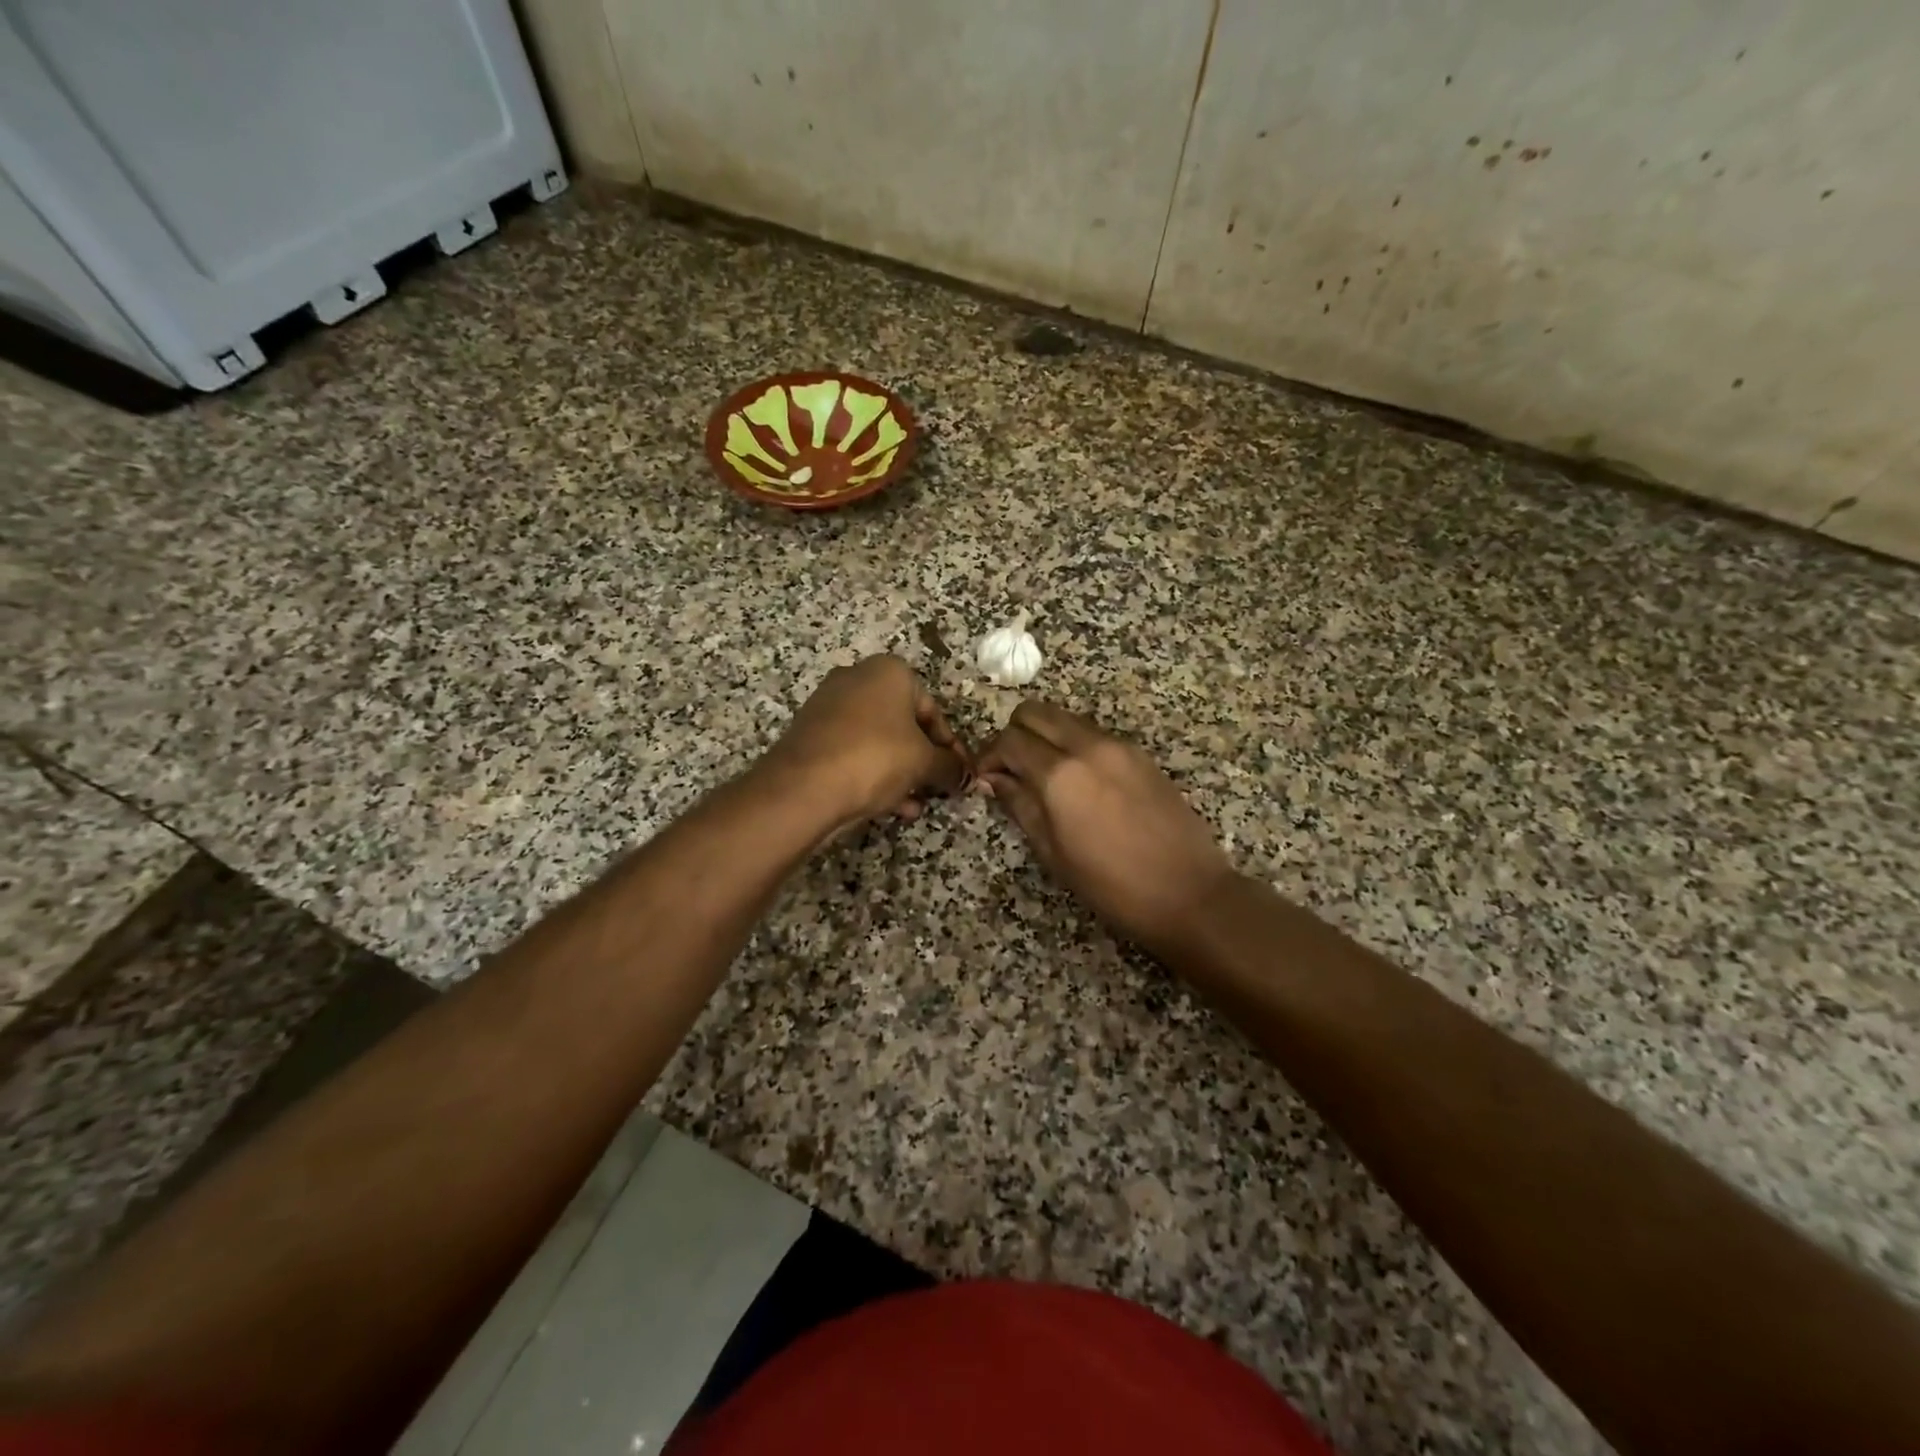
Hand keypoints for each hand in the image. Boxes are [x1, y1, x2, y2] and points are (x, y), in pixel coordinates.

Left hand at [763, 656, 969, 832]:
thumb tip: (967, 777)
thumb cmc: (875, 758)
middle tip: (937, 788)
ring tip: (916, 804)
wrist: (803, 786)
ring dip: (901, 772)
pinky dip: (874, 774)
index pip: (933, 710)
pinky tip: (892, 808)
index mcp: (889, 672)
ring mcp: (829, 706)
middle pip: (904, 724)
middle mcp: (857, 679)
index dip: (950, 746)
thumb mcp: (923, 762)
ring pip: (879, 741)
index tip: (960, 774)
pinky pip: (854, 753)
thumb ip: (950, 767)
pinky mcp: (811, 735)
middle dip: (923, 760)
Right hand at [976, 701, 1234, 956]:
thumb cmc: (1112, 885)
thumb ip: (1019, 805)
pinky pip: (1093, 733)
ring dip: (1045, 736)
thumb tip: (993, 779)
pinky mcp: (1140, 754)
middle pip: (1035, 712)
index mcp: (1061, 774)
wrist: (1188, 893)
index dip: (989, 756)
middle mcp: (1088, 747)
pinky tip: (1079, 781)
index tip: (984, 779)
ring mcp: (1119, 746)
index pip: (1009, 741)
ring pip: (1065, 718)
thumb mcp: (1053, 853)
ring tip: (1043, 776)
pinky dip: (1073, 744)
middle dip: (1014, 734)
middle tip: (1011, 770)